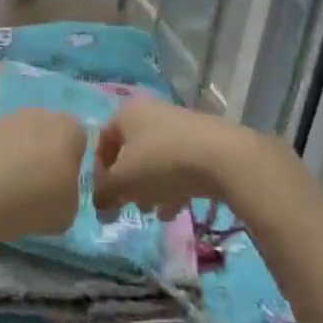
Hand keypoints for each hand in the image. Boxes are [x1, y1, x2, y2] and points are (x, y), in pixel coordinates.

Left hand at [0, 107, 87, 242]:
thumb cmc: (37, 200)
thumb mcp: (70, 211)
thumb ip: (70, 195)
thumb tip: (59, 192)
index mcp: (70, 128)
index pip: (80, 139)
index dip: (75, 163)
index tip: (65, 187)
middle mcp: (40, 114)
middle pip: (49, 135)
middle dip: (46, 157)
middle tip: (41, 189)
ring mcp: (7, 120)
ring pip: (22, 141)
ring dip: (21, 160)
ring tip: (13, 193)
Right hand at [91, 96, 261, 219]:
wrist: (224, 157)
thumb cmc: (162, 162)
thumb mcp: (124, 181)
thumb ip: (105, 193)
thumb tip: (99, 206)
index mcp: (127, 113)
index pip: (103, 141)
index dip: (99, 171)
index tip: (105, 197)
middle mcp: (151, 112)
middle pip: (131, 151)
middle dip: (128, 182)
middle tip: (130, 205)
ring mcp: (180, 125)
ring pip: (156, 159)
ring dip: (150, 187)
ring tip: (154, 211)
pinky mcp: (204, 140)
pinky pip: (179, 163)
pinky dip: (173, 185)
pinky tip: (176, 209)